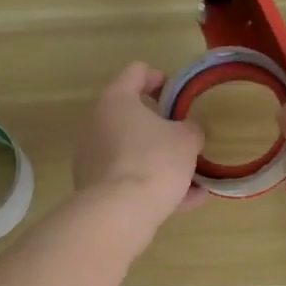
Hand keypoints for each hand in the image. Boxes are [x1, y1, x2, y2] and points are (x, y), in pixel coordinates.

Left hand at [73, 63, 206, 238]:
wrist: (119, 213)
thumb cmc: (154, 161)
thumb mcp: (187, 140)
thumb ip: (192, 129)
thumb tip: (188, 131)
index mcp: (117, 100)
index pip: (137, 72)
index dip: (160, 78)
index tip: (179, 96)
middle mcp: (97, 124)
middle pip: (132, 115)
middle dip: (162, 126)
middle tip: (185, 137)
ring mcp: (92, 157)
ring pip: (133, 151)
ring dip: (160, 159)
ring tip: (193, 176)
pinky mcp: (94, 187)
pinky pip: (129, 179)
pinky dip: (153, 185)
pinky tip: (186, 201)